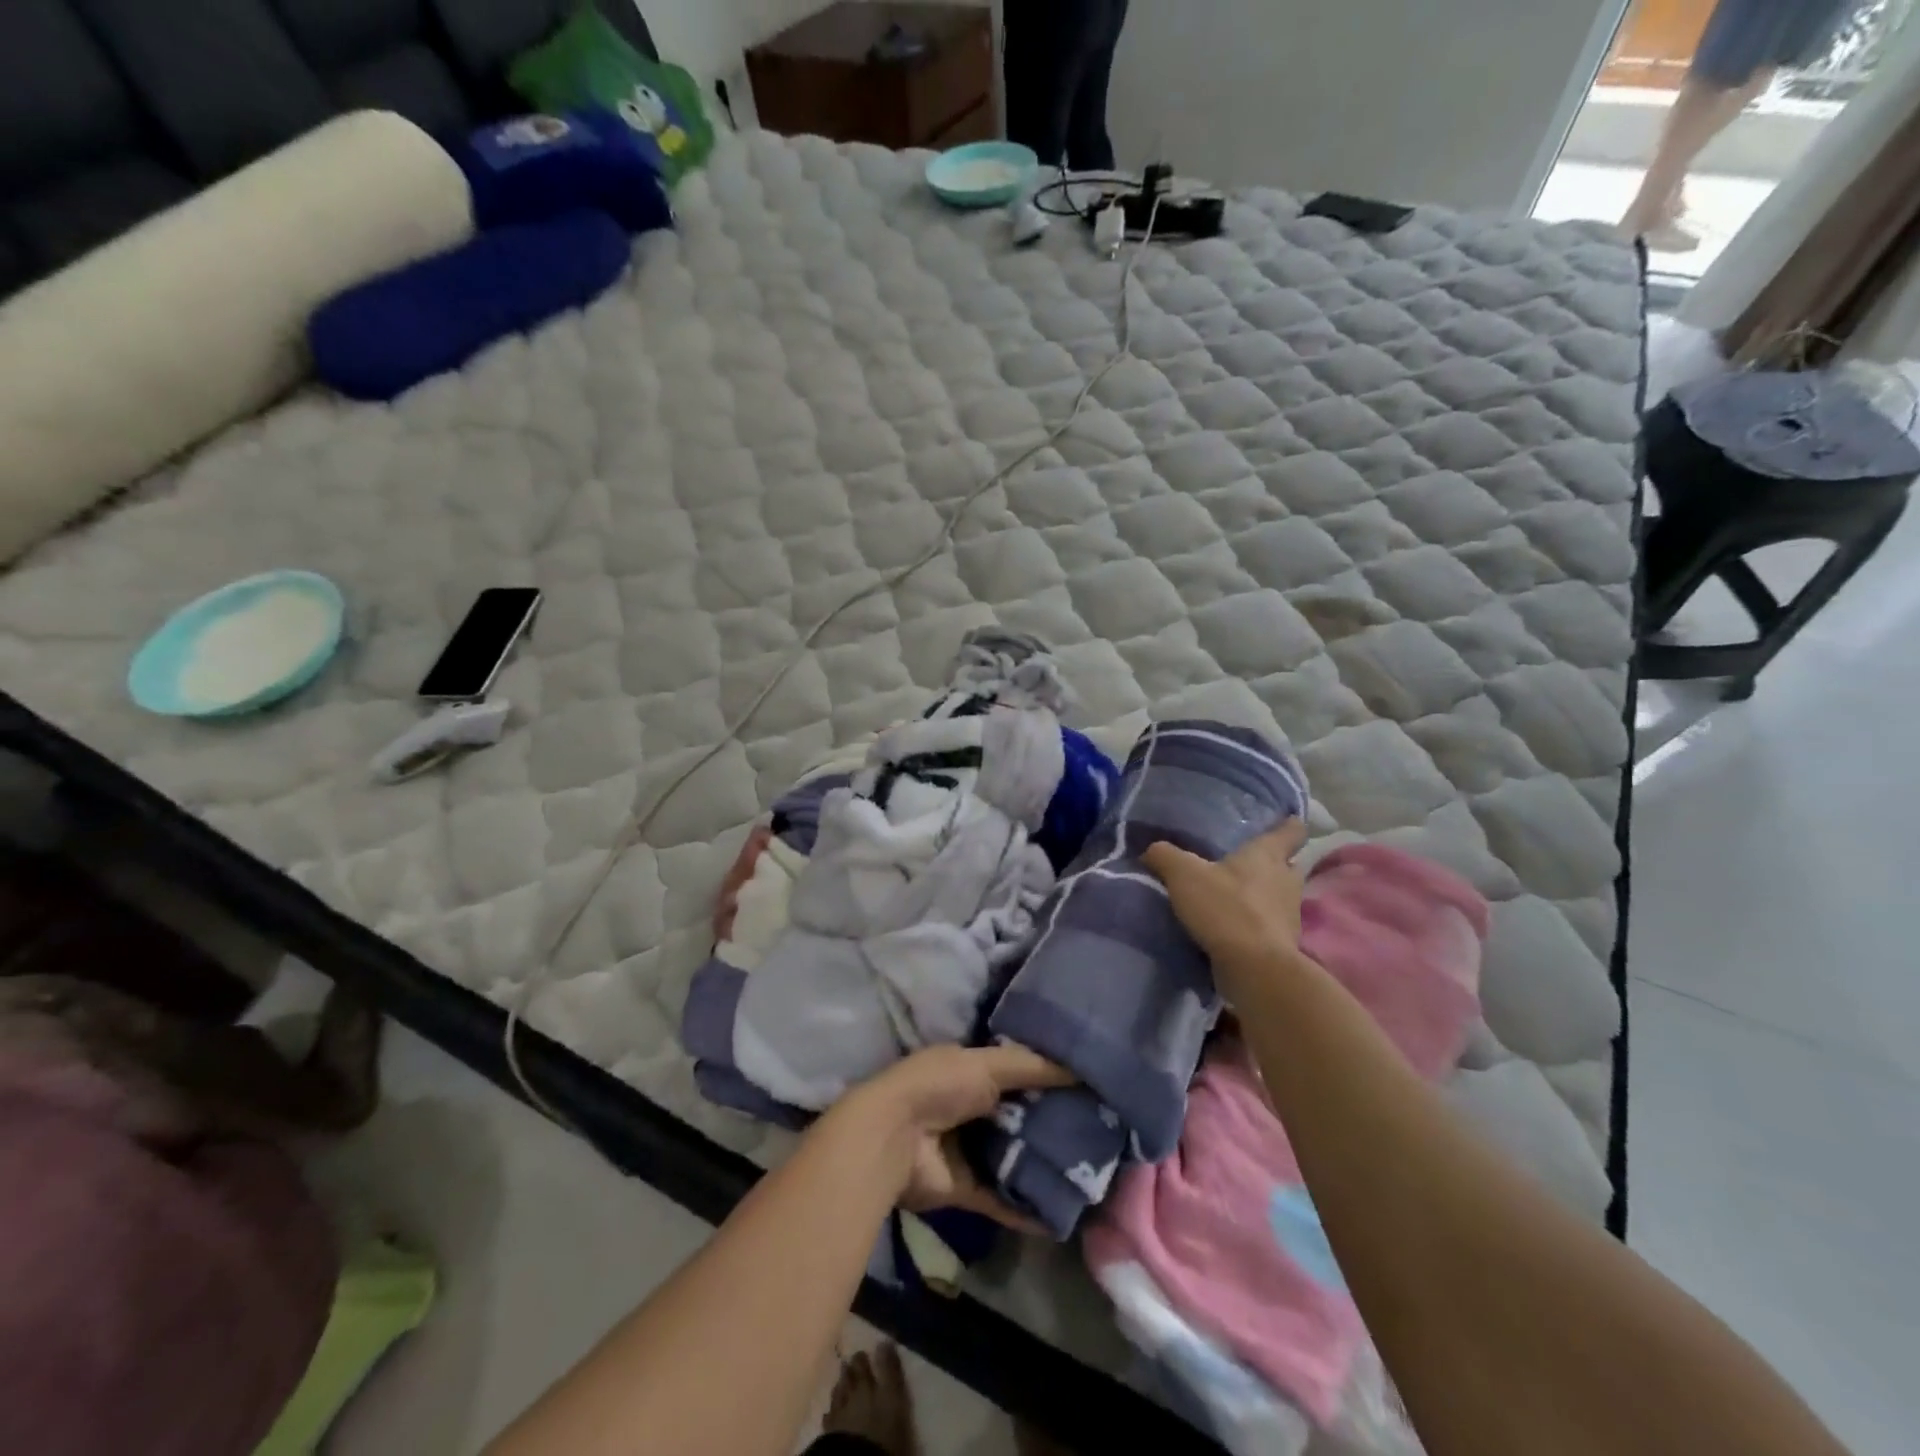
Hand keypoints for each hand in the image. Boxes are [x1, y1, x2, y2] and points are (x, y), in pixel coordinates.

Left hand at [838, 1044, 1072, 1232]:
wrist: (894, 1139)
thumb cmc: (938, 1086)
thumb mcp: (985, 1064)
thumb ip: (1030, 1066)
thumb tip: (1078, 1068)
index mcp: (969, 1070)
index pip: (1016, 1071)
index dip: (1048, 1076)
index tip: (1088, 1084)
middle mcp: (970, 1108)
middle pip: (1020, 1115)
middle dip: (1052, 1122)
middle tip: (1101, 1130)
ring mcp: (967, 1150)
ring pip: (1015, 1157)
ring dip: (1044, 1164)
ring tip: (1093, 1172)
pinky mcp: (966, 1189)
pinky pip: (1003, 1198)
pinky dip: (1028, 1207)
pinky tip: (1064, 1213)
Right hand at [1142, 819, 1308, 988]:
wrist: (1254, 969)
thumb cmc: (1225, 908)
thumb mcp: (1183, 874)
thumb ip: (1165, 856)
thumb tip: (1152, 850)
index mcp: (1267, 855)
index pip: (1291, 831)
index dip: (1288, 825)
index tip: (1283, 820)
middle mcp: (1286, 881)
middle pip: (1288, 865)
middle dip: (1273, 863)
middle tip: (1246, 862)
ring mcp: (1289, 915)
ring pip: (1280, 896)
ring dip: (1263, 896)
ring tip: (1234, 896)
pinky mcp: (1283, 945)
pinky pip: (1270, 926)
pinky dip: (1256, 924)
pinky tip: (1232, 927)